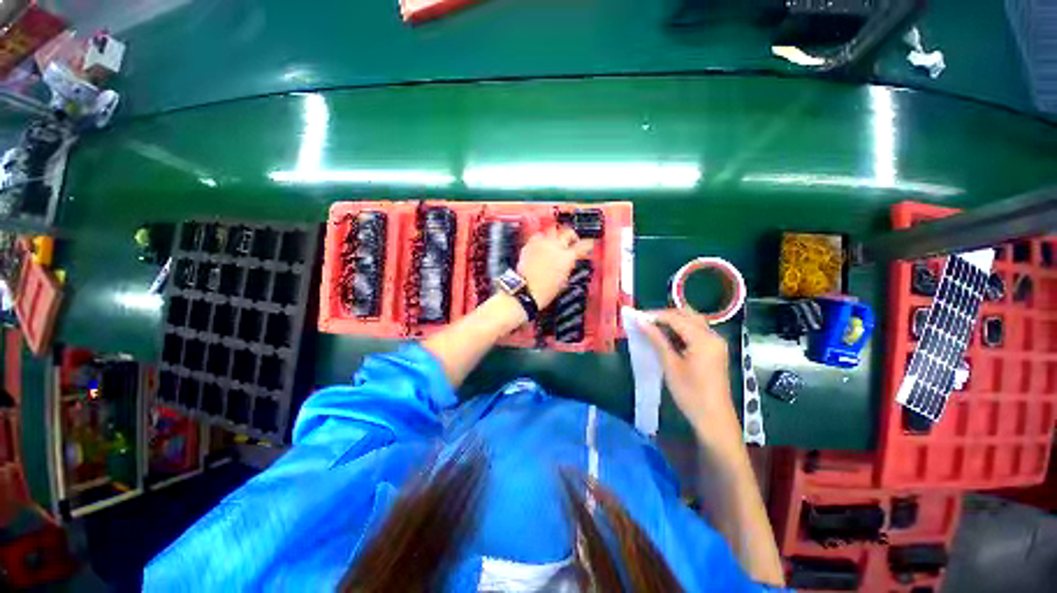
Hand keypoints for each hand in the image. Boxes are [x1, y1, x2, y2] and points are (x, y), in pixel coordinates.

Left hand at [517, 227, 593, 308]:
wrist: (526, 291)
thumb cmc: (546, 290)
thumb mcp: (564, 280)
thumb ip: (568, 266)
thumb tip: (569, 261)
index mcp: (567, 257)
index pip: (583, 245)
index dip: (588, 244)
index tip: (588, 245)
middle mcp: (555, 246)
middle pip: (568, 232)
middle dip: (572, 236)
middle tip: (572, 241)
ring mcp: (541, 244)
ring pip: (552, 230)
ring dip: (556, 235)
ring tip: (555, 241)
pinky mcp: (529, 245)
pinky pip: (538, 236)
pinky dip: (541, 239)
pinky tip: (541, 245)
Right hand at [639, 309, 742, 453]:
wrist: (714, 418)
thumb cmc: (690, 393)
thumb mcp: (670, 364)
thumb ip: (657, 339)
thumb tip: (641, 321)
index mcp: (703, 338)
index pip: (676, 317)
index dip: (655, 315)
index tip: (637, 317)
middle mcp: (713, 335)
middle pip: (687, 314)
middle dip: (664, 315)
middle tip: (644, 321)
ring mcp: (716, 342)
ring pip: (692, 321)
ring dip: (673, 321)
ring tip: (653, 328)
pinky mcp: (715, 350)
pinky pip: (697, 331)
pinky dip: (681, 330)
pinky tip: (668, 338)